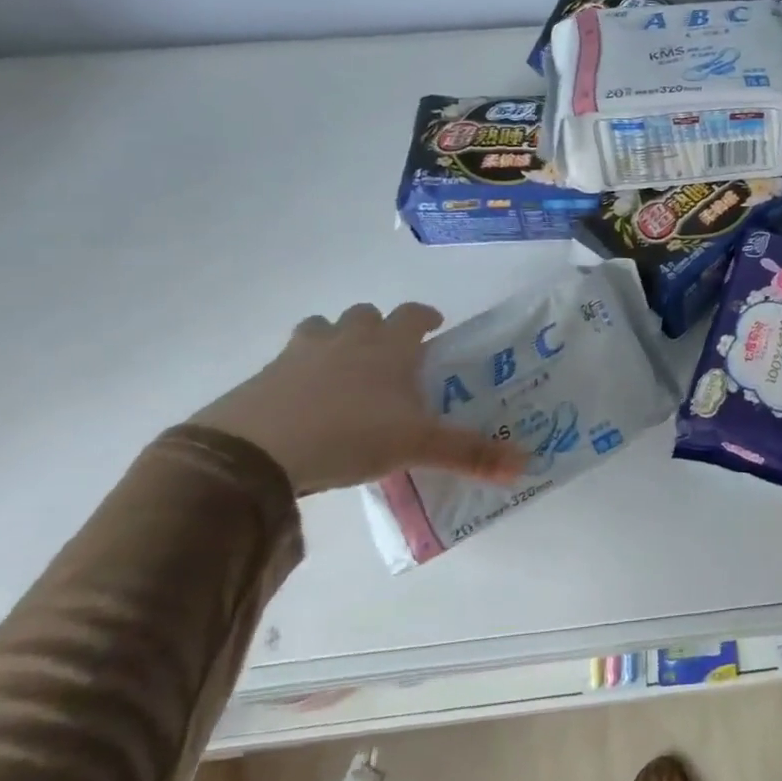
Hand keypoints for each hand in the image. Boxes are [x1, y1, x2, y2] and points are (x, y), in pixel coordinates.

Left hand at [191, 302, 521, 494]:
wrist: (255, 450)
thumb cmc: (351, 434)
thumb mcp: (418, 447)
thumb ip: (470, 454)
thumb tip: (526, 465)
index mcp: (388, 346)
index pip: (413, 315)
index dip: (425, 317)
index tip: (434, 325)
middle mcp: (346, 339)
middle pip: (364, 315)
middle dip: (379, 328)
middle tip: (390, 355)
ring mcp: (300, 354)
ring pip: (321, 328)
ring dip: (335, 339)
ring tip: (343, 371)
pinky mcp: (263, 377)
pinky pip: (288, 362)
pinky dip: (300, 372)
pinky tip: (305, 404)